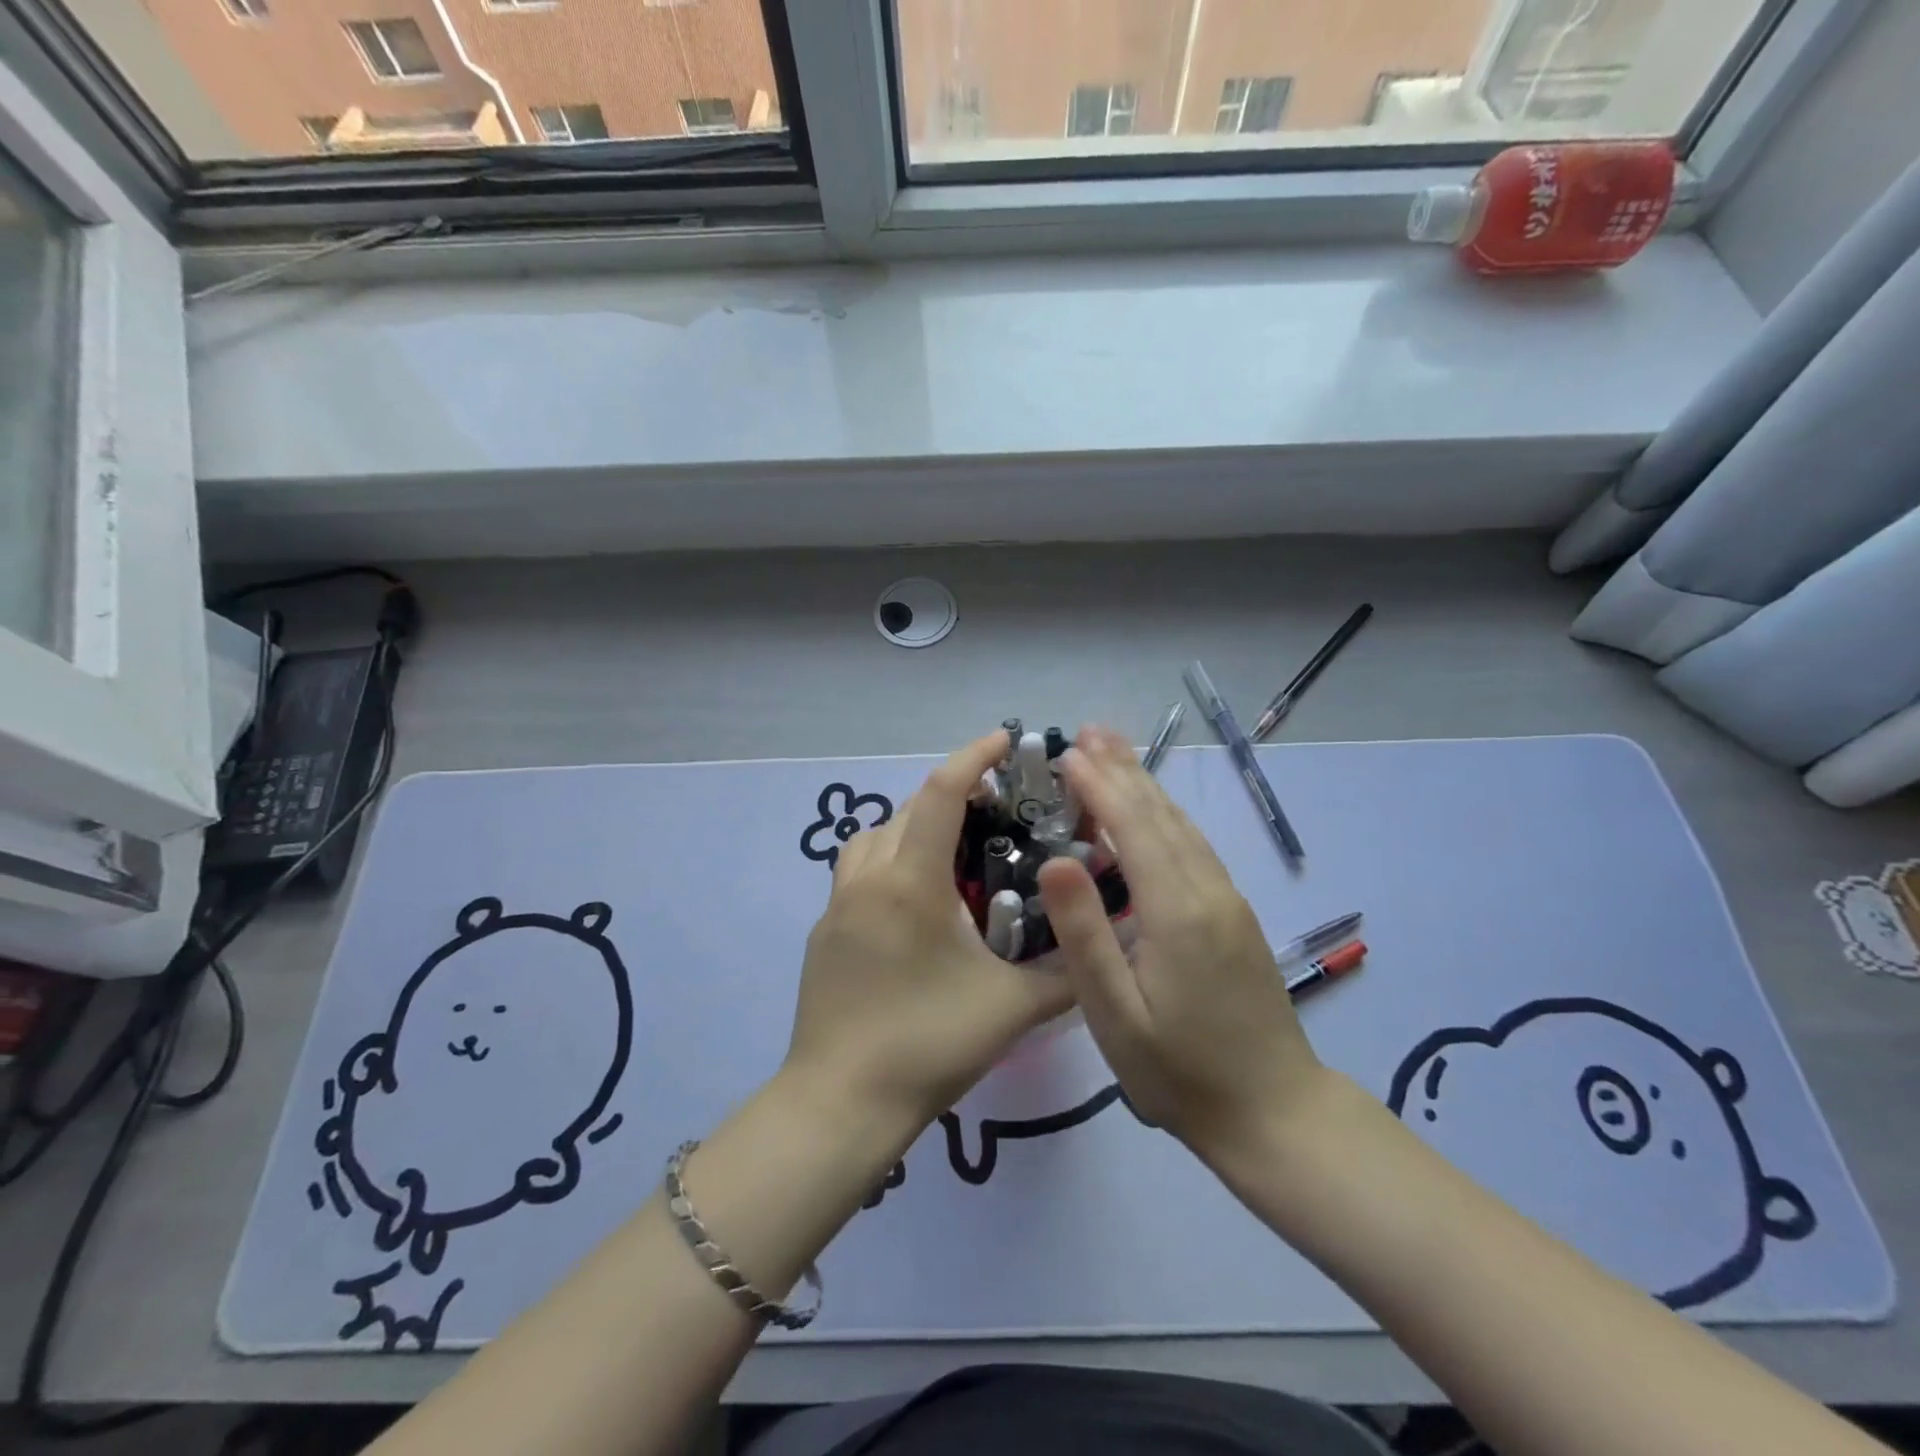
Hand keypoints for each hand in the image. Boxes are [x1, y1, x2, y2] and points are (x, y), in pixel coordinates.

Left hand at [786, 730, 1072, 1133]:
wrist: (840, 1102)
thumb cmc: (928, 1044)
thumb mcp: (1012, 1008)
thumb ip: (1066, 972)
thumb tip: (1104, 941)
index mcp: (911, 882)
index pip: (942, 793)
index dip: (974, 757)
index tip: (1006, 740)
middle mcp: (868, 878)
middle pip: (909, 808)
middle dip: (952, 792)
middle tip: (997, 808)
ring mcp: (837, 904)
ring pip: (876, 835)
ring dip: (914, 824)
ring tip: (954, 850)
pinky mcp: (825, 930)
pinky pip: (859, 869)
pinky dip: (891, 858)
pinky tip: (918, 901)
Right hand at [1036, 725, 1324, 1169]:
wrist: (1273, 1112)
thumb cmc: (1179, 1070)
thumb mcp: (1114, 1014)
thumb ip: (1085, 934)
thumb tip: (1056, 860)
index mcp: (1177, 910)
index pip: (1133, 827)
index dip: (1099, 785)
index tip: (1066, 753)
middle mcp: (1208, 891)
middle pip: (1161, 814)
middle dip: (1123, 769)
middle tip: (1088, 730)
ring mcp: (1228, 901)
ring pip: (1182, 827)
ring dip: (1145, 785)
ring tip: (1114, 752)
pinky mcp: (1234, 916)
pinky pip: (1194, 848)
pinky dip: (1165, 817)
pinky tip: (1153, 812)